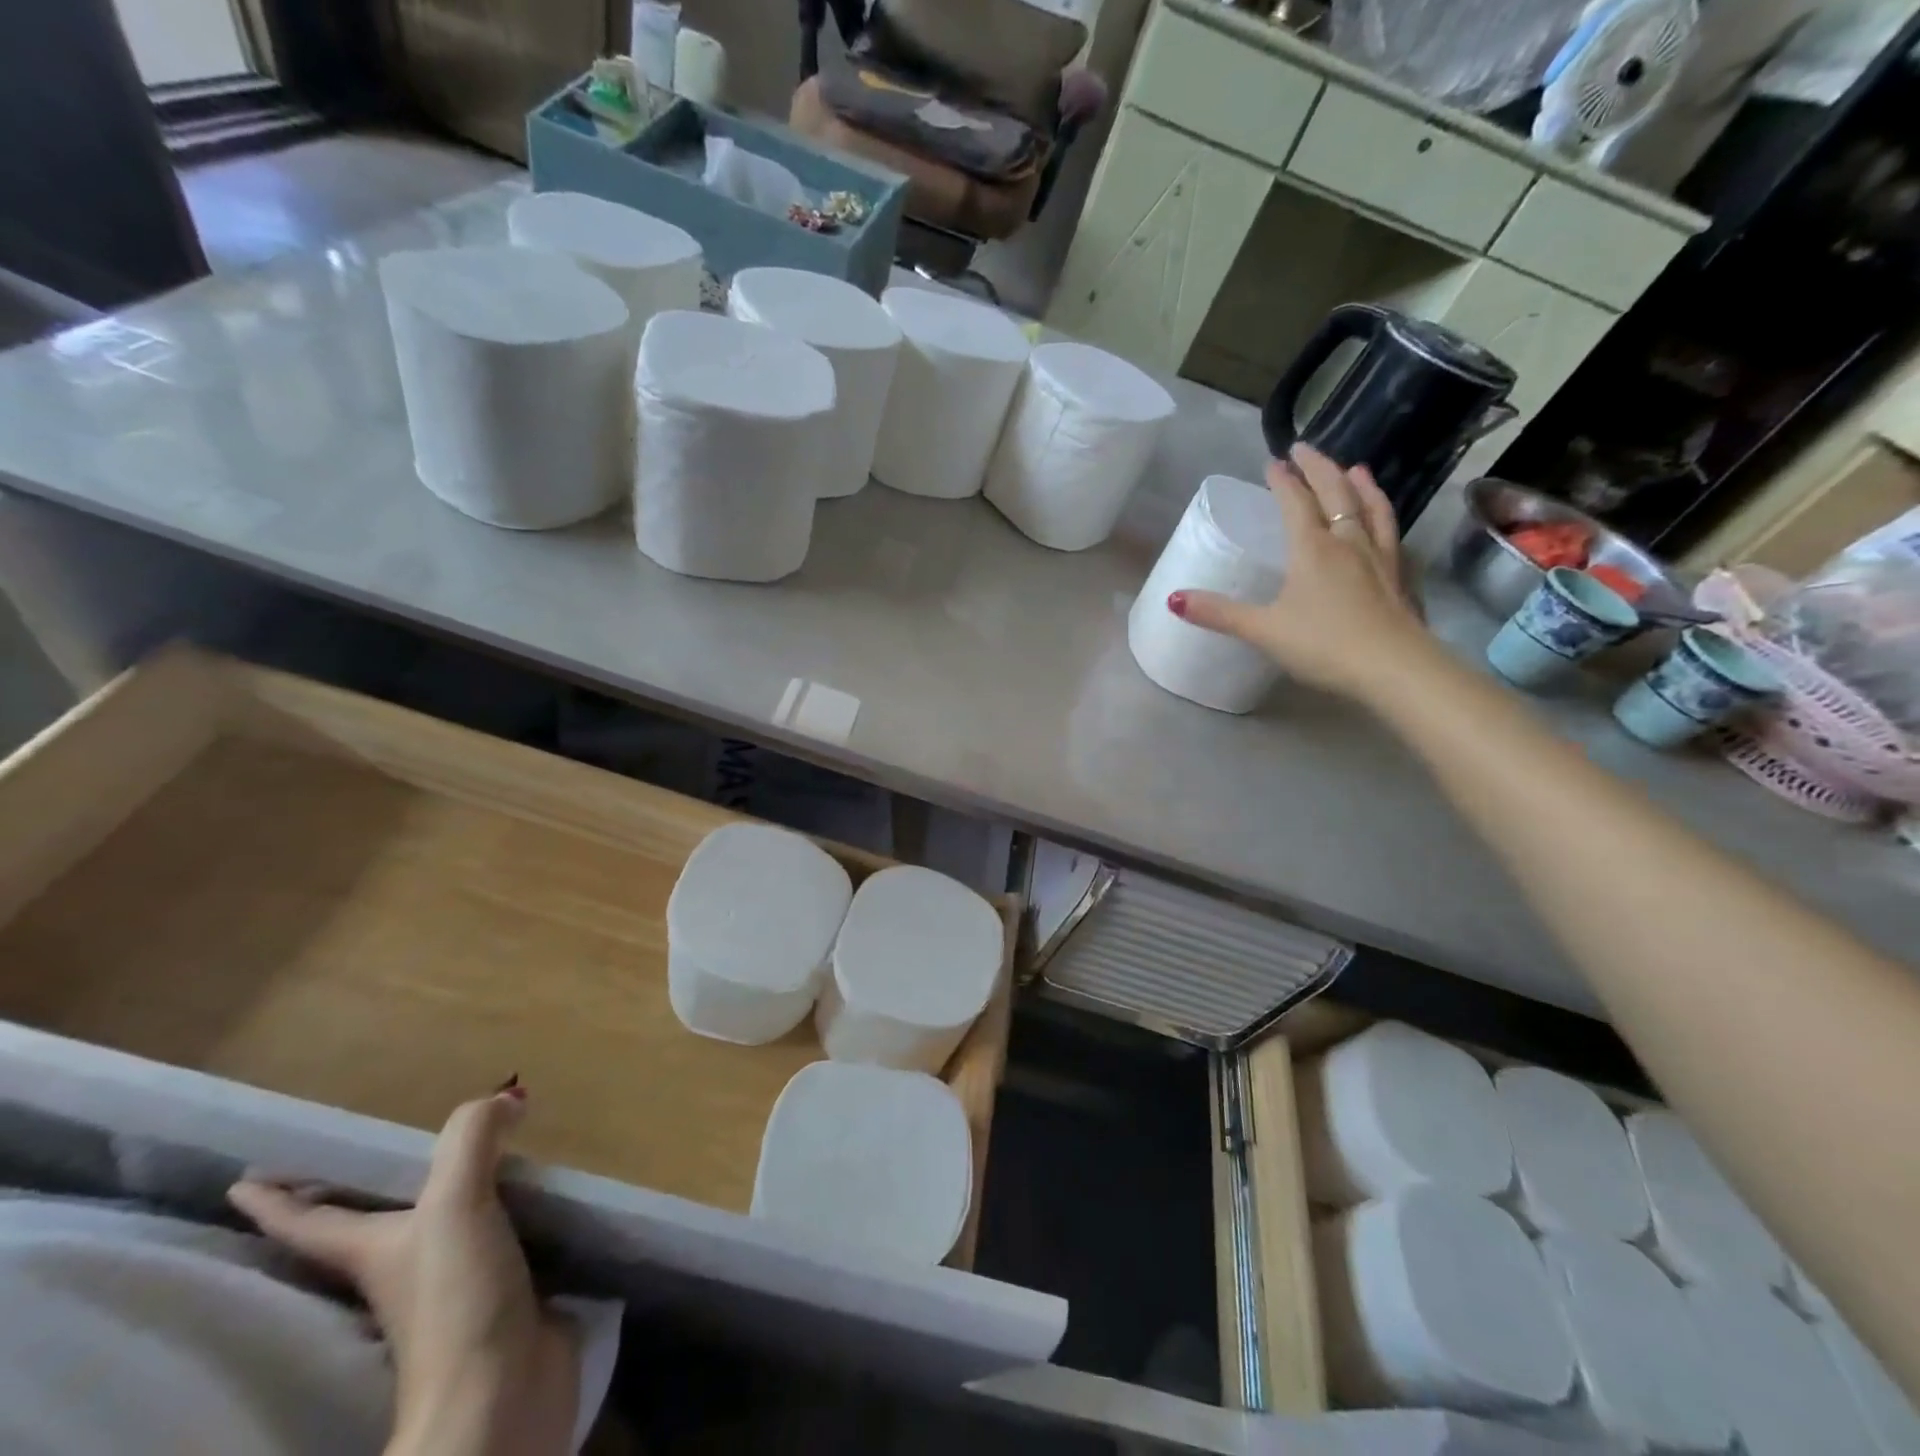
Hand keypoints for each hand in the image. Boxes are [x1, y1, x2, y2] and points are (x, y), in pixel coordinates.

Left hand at [229, 1087, 578, 1455]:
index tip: (243, 1181)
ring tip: (472, 1164)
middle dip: (361, 1199)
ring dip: (447, 1201)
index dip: (277, 1200)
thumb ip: (473, 1139)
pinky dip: (507, 1214)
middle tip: (366, 1160)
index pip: (311, 1223)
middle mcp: (405, 1268)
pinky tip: (529, 1199)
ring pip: (439, 1232)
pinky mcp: (503, 1291)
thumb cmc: (455, 1297)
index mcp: (374, 1252)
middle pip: (370, 1229)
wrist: (500, 1390)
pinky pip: (500, 1239)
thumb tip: (507, 1096)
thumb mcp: (456, 1205)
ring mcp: (454, 1284)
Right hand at [1169, 443, 1433, 702]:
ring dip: (1360, 485)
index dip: (1283, 480)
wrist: (1394, 668)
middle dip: (1320, 468)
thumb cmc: (1324, 644)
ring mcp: (1379, 557)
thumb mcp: (1263, 630)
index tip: (1273, 462)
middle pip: (1336, 493)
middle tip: (1306, 449)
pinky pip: (1391, 534)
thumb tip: (1173, 599)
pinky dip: (1384, 517)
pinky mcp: (1400, 577)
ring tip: (1356, 468)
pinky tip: (1384, 522)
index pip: (1296, 502)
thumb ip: (1220, 614)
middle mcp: (1348, 542)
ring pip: (1371, 508)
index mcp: (1313, 548)